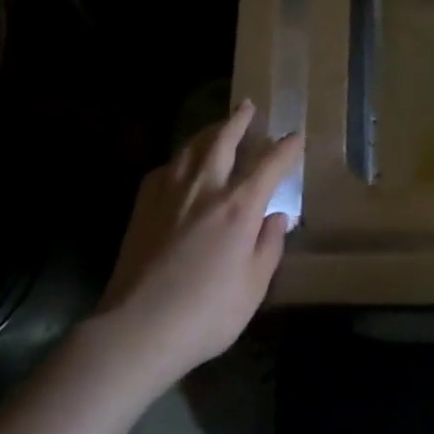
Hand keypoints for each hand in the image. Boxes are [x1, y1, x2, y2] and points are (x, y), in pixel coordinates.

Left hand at [95, 99, 301, 382]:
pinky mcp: (143, 206)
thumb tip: (276, 218)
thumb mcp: (254, 287)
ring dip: (208, 131)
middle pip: (223, 141)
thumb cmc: (207, 313)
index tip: (295, 136)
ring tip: (217, 126)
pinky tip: (181, 164)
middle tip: (247, 106)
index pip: (269, 165)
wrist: (138, 327)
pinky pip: (166, 168)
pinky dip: (180, 158)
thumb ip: (268, 247)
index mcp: (238, 207)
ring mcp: (169, 194)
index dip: (285, 149)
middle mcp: (204, 189)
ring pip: (191, 148)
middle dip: (238, 121)